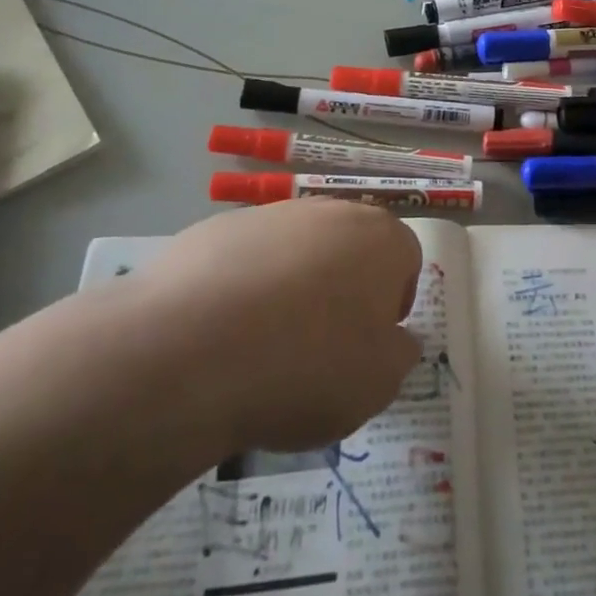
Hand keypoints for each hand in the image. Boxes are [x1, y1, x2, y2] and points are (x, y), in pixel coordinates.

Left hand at [120, 200, 423, 456]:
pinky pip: (244, 260)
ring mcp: (269, 215)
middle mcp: (330, 212)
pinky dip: (241, 288)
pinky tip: (220, 333)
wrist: (189, 350)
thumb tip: (396, 340)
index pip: (406, 260)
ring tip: (263, 344)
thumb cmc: (306, 366)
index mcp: (381, 238)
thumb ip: (399, 354)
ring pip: (296, 250)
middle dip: (343, 288)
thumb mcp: (378, 383)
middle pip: (350, 247)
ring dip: (292, 286)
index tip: (368, 343)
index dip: (392, 304)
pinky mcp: (213, 229)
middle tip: (321, 343)